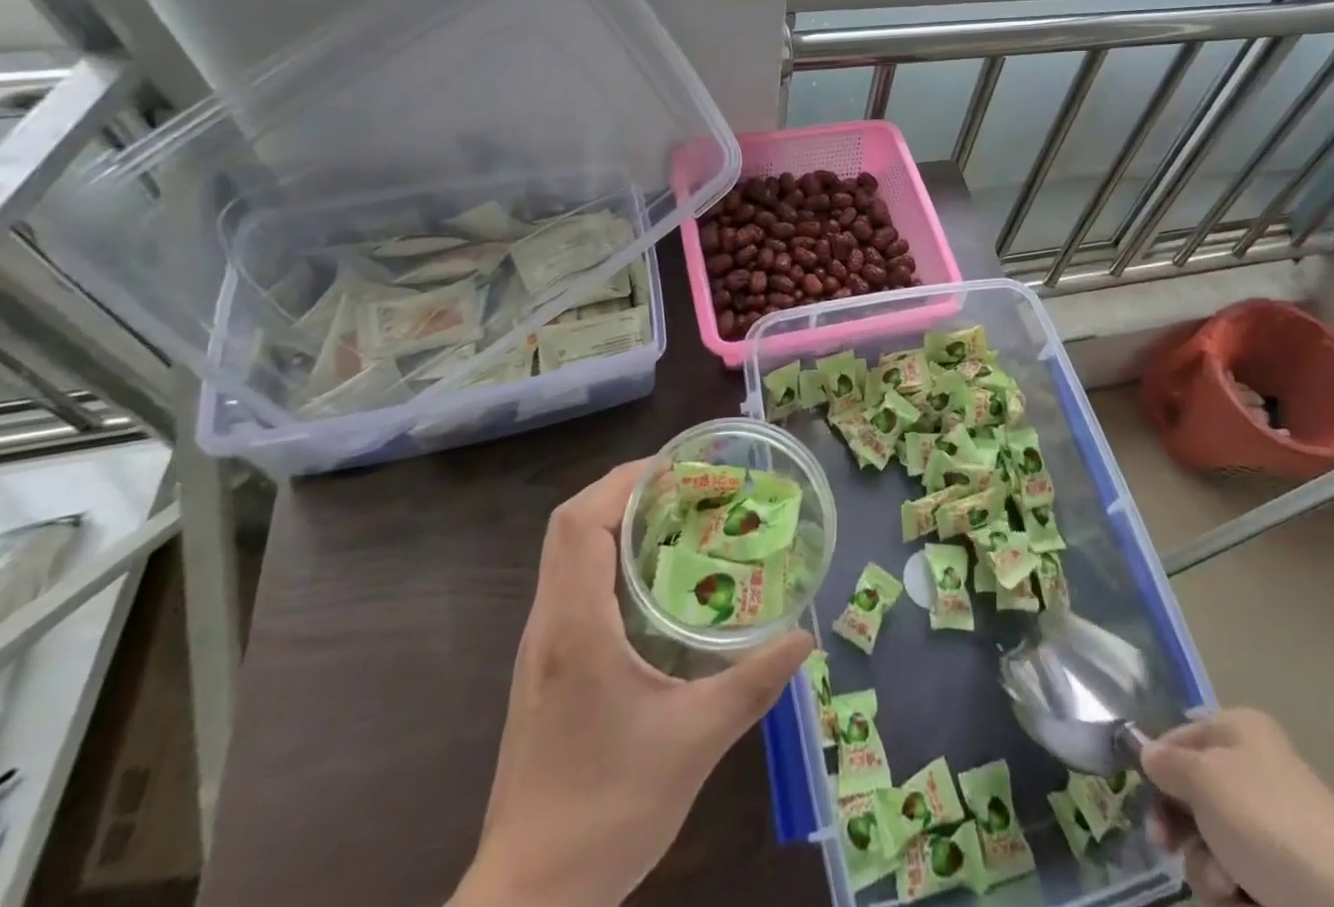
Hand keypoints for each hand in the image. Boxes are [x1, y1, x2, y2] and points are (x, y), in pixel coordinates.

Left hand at [450, 460, 812, 906]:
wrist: (529, 903)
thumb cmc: (607, 812)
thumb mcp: (694, 742)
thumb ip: (753, 683)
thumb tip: (803, 638)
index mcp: (575, 627)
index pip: (581, 522)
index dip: (626, 480)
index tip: (679, 469)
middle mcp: (548, 625)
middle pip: (570, 526)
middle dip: (625, 491)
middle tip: (686, 488)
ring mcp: (539, 648)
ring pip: (566, 554)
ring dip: (615, 522)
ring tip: (677, 519)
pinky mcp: (543, 670)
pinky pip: (571, 585)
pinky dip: (607, 559)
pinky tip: (653, 583)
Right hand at [1141, 708, 1333, 906]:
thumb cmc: (1270, 825)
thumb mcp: (1205, 779)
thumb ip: (1167, 763)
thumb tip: (1149, 754)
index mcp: (1238, 731)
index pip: (1177, 737)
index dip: (1156, 767)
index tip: (1146, 800)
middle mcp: (1253, 772)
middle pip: (1191, 796)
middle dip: (1181, 830)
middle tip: (1170, 848)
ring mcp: (1271, 829)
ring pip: (1211, 845)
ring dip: (1208, 869)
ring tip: (1230, 886)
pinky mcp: (1284, 880)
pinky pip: (1238, 880)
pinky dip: (1234, 894)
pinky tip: (1247, 903)